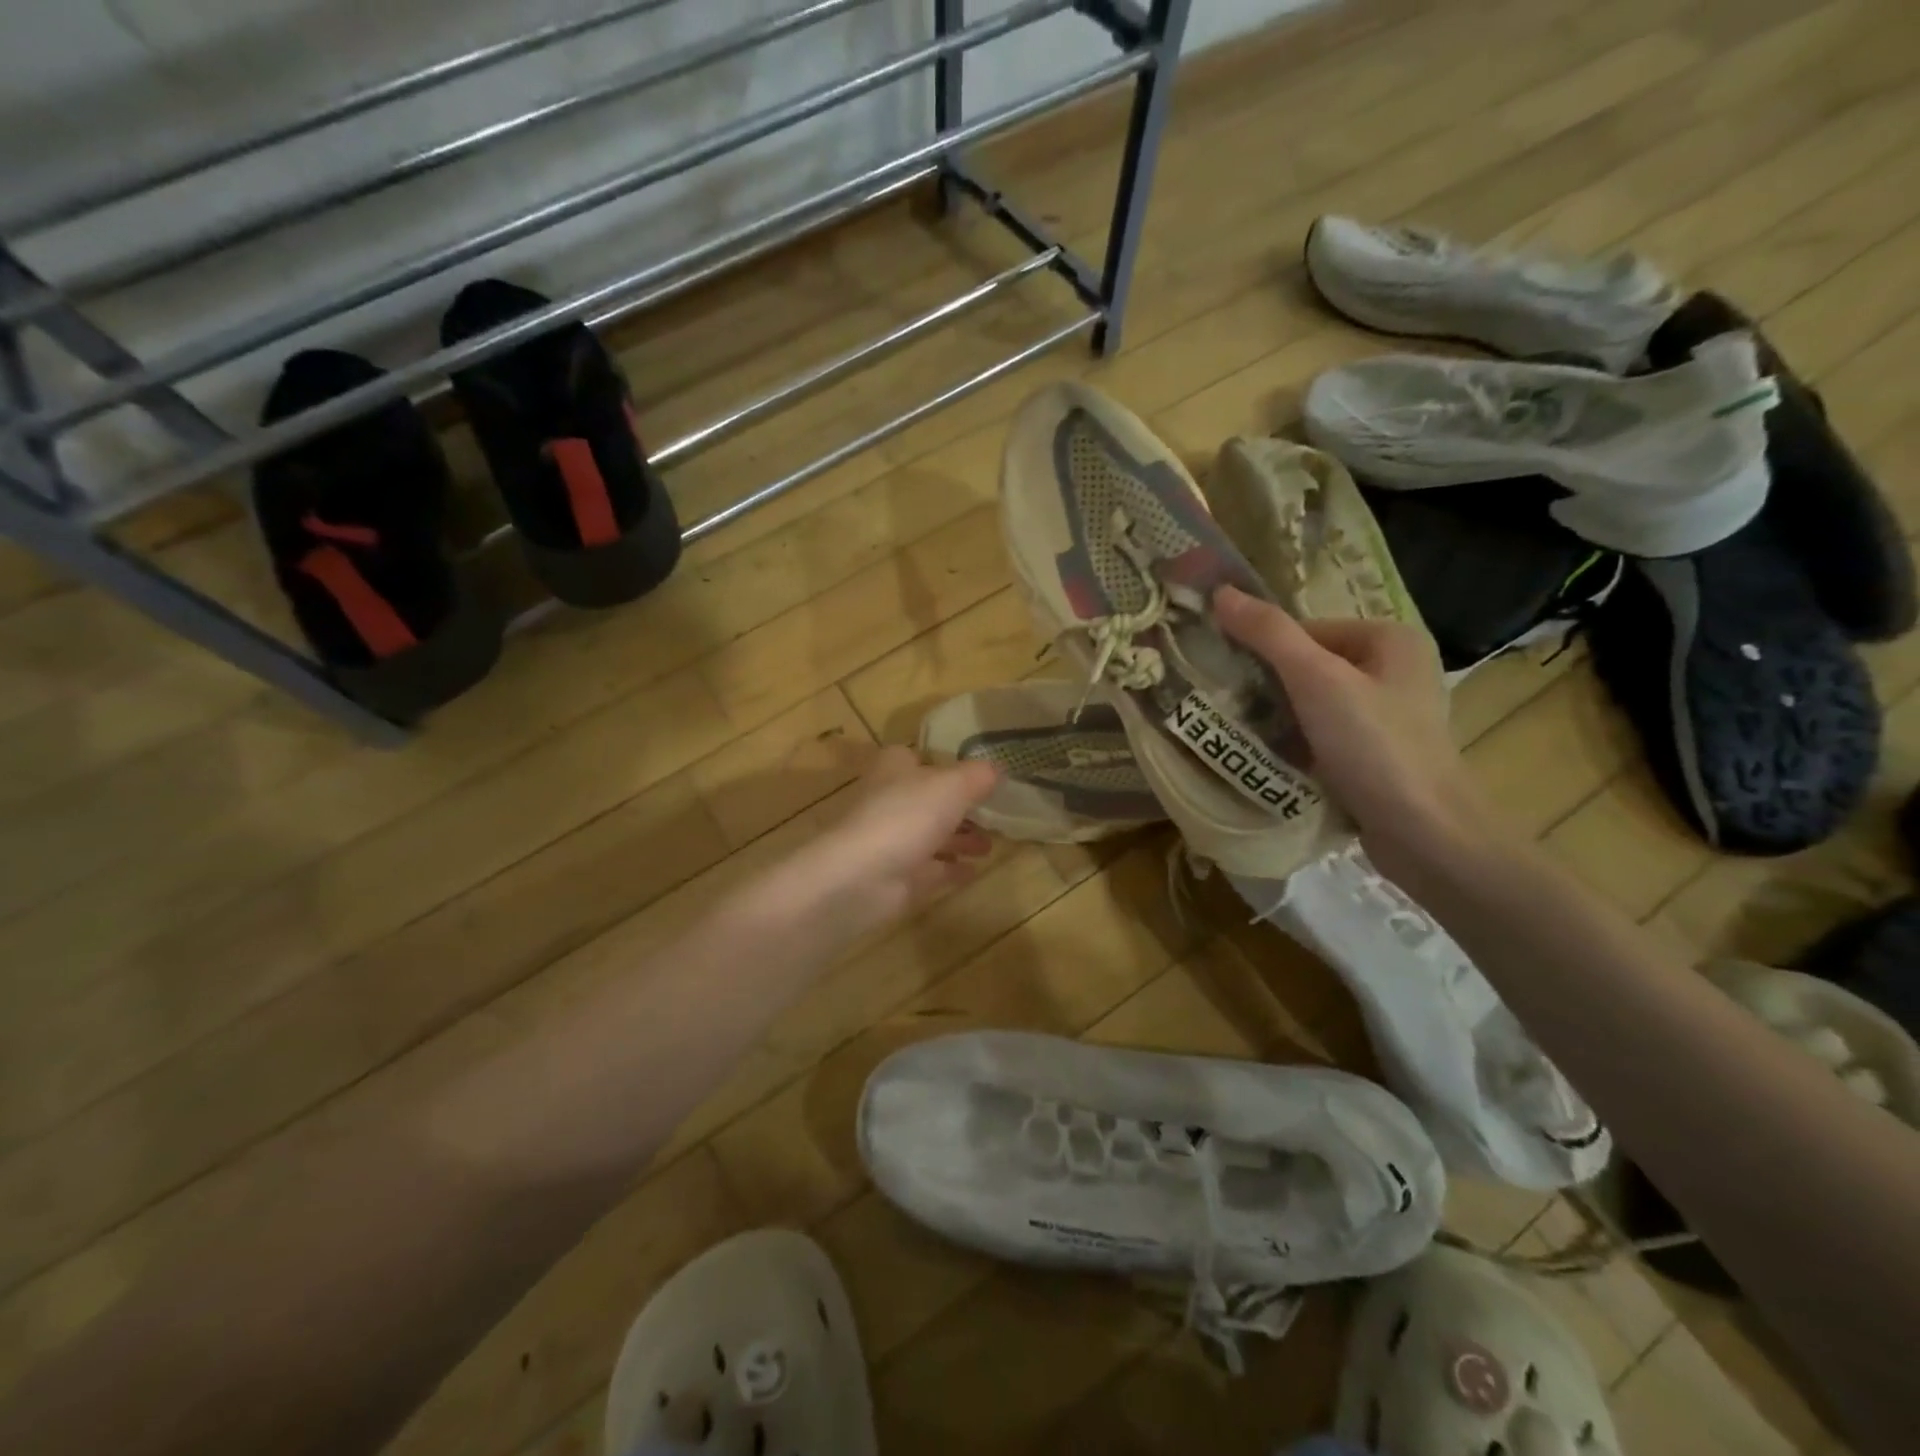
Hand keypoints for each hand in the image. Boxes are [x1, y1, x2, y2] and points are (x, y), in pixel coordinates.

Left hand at [785, 745, 998, 936]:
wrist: (862, 876)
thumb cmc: (906, 815)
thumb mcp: (953, 785)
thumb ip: (978, 776)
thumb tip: (996, 770)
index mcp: (895, 769)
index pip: (915, 757)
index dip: (942, 763)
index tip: (973, 774)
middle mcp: (890, 801)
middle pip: (928, 799)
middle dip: (958, 807)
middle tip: (992, 814)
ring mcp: (891, 841)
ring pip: (930, 835)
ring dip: (959, 839)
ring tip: (989, 845)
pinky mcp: (896, 877)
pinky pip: (930, 870)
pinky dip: (952, 869)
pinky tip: (976, 870)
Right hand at [1213, 586, 1497, 875]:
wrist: (1425, 834)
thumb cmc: (1374, 746)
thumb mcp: (1316, 680)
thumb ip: (1269, 634)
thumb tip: (1220, 592)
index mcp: (1389, 637)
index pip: (1305, 630)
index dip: (1263, 652)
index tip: (1227, 680)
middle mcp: (1394, 668)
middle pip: (1308, 665)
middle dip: (1268, 687)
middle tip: (1230, 709)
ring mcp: (1388, 714)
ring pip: (1313, 702)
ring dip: (1278, 717)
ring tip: (1244, 735)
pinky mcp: (1378, 752)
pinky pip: (1324, 733)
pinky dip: (1298, 742)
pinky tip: (1275, 759)